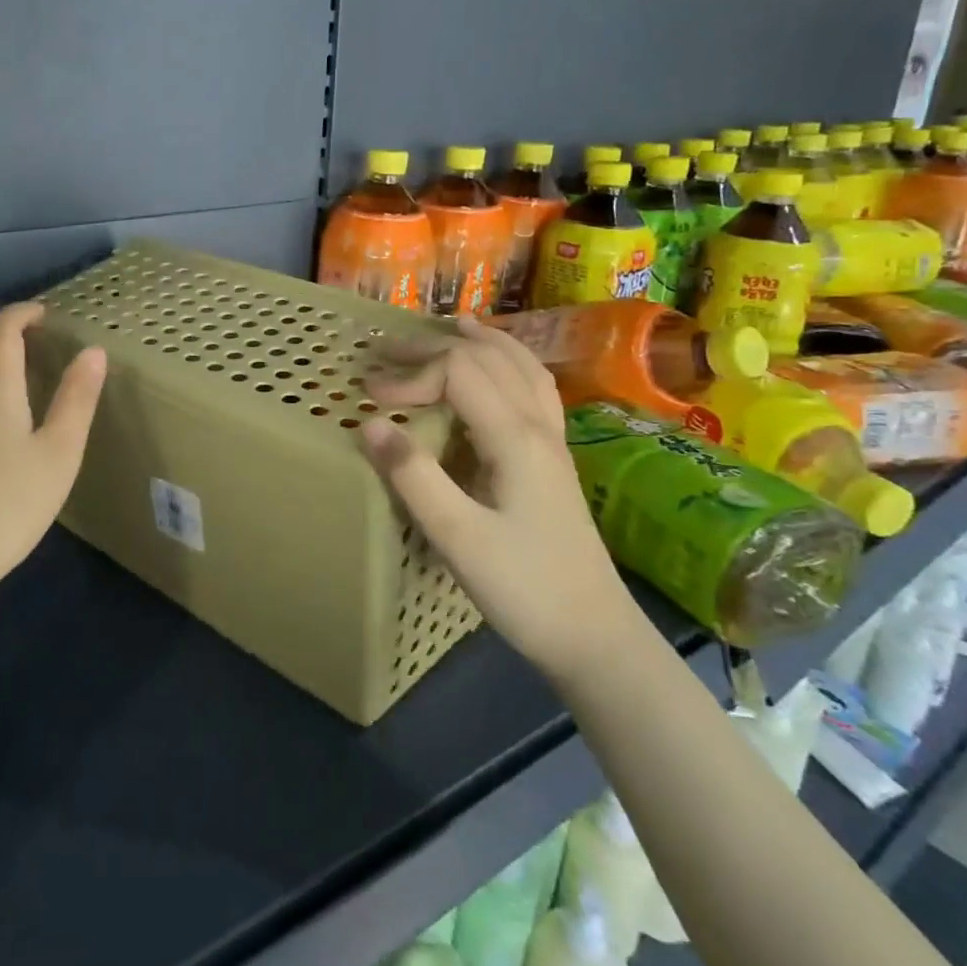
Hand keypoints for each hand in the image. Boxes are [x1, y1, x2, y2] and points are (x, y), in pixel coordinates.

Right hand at [360, 316, 642, 681]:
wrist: (596, 638)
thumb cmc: (525, 589)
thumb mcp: (458, 538)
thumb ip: (413, 476)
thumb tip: (369, 423)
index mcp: (514, 437)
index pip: (458, 373)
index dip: (410, 375)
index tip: (370, 398)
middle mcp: (537, 426)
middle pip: (487, 358)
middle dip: (433, 347)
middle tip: (386, 350)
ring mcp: (552, 441)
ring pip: (520, 366)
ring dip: (480, 342)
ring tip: (450, 326)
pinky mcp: (554, 459)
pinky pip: (534, 388)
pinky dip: (509, 363)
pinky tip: (499, 370)